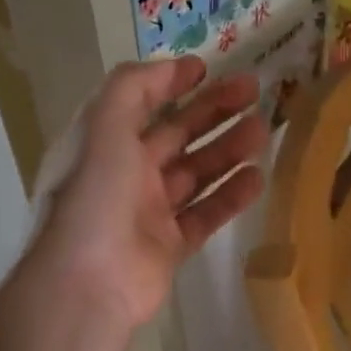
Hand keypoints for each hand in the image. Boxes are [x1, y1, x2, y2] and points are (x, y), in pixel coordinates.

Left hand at [27, 58, 269, 331]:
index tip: (207, 67)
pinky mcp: (169, 246)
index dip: (171, 83)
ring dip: (227, 149)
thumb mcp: (105, 125)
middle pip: (176, 134)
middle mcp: (126, 173)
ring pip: (195, 172)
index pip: (141, 103)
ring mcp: (148, 211)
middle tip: (253, 91)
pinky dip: (230, 196)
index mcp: (105, 143)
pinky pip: (205, 214)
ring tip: (263, 130)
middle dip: (213, 110)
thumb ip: (133, 87)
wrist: (88, 282)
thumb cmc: (96, 195)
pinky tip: (257, 178)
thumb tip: (172, 68)